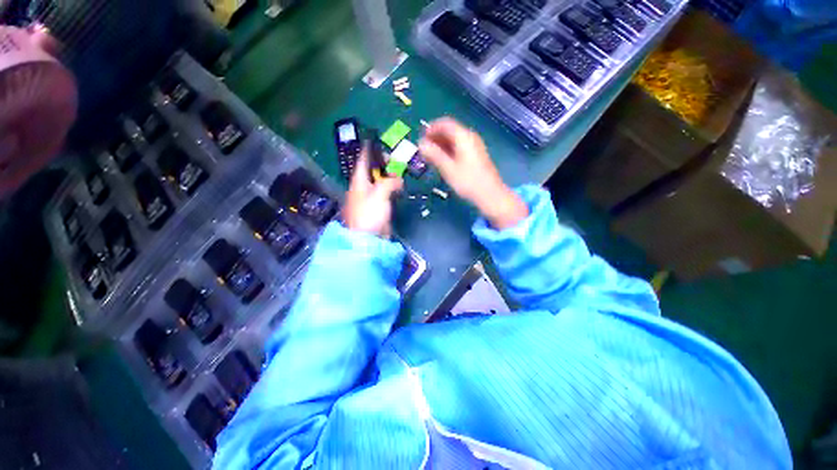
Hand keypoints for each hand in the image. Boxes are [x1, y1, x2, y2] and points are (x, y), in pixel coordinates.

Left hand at [342, 148, 402, 236]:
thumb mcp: (379, 194)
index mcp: (359, 181)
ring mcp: (369, 198)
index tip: (376, 142)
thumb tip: (398, 179)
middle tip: (395, 161)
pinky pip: (383, 194)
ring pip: (379, 182)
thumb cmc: (369, 214)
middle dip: (382, 165)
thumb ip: (389, 183)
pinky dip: (390, 189)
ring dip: (388, 177)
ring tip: (399, 173)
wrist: (367, 238)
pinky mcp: (376, 208)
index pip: (363, 161)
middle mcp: (362, 187)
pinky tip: (398, 188)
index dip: (369, 151)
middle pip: (372, 171)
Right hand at [419, 117, 527, 228]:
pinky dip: (449, 151)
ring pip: (454, 140)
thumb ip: (434, 154)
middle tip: (423, 151)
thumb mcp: (448, 169)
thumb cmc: (468, 182)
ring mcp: (474, 146)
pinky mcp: (476, 156)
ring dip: (441, 146)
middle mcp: (470, 137)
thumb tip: (421, 144)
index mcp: (463, 137)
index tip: (421, 139)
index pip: (445, 123)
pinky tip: (442, 162)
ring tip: (430, 158)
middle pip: (449, 131)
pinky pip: (459, 148)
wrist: (490, 195)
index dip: (431, 129)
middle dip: (435, 138)